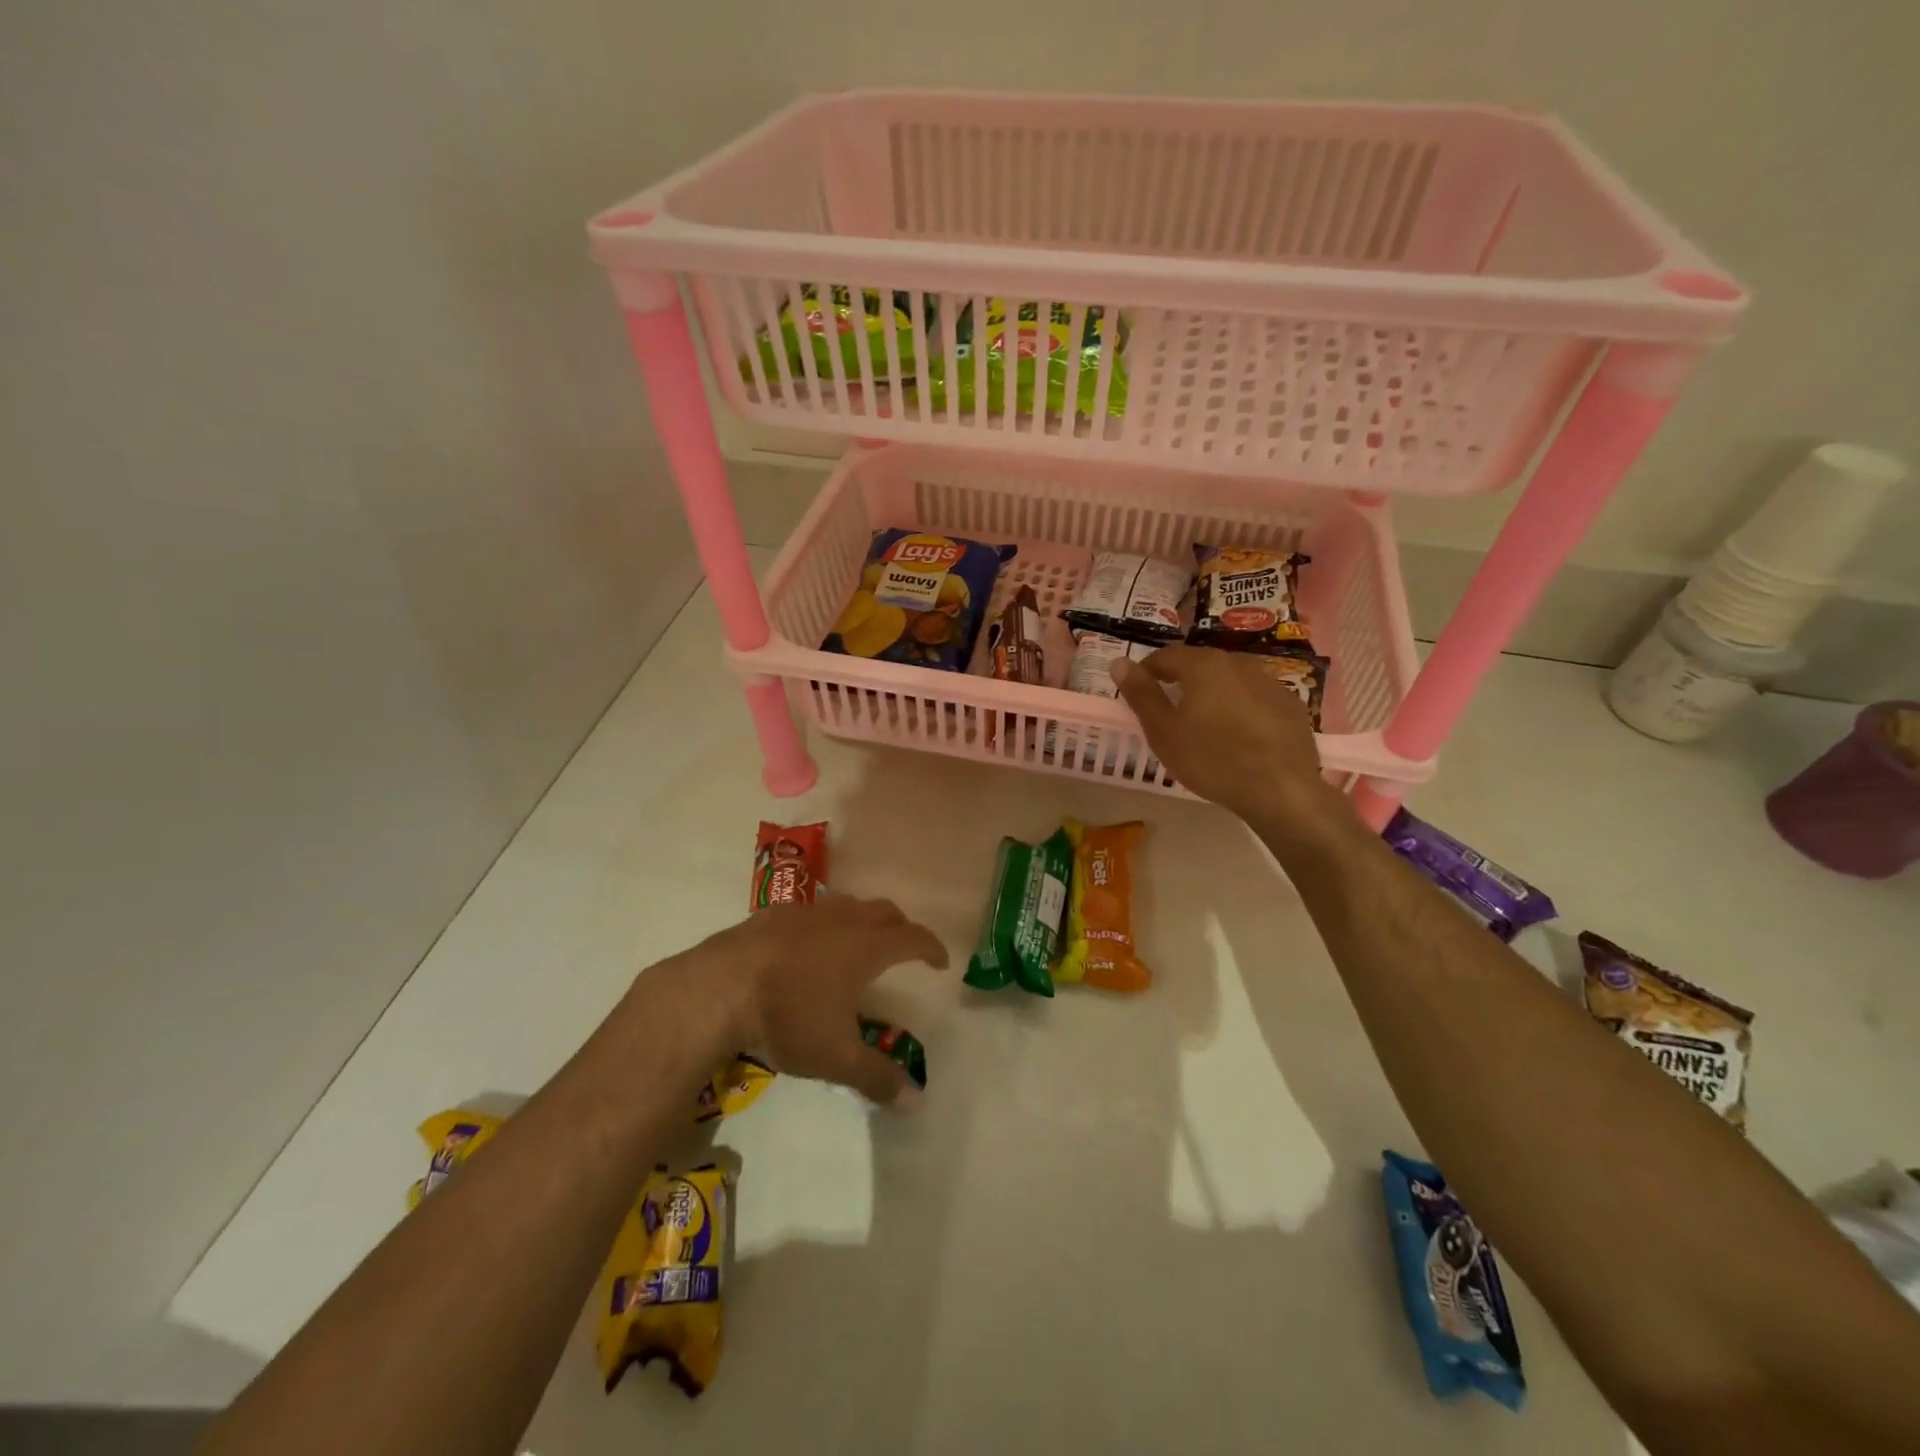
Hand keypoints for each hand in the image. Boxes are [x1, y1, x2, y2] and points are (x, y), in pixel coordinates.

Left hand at [685, 896, 947, 1106]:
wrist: (717, 989)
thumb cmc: (787, 1018)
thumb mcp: (835, 1057)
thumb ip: (877, 1077)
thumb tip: (917, 1102)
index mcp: (865, 948)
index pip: (912, 937)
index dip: (931, 947)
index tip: (939, 961)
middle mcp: (840, 921)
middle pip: (883, 912)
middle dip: (900, 927)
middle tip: (903, 947)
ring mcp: (804, 913)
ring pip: (846, 905)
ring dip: (862, 919)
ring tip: (858, 940)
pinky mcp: (771, 914)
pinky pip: (809, 910)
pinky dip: (821, 922)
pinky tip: (805, 943)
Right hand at [1109, 644, 1338, 831]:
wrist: (1280, 789)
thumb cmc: (1211, 759)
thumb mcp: (1164, 732)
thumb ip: (1141, 694)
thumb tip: (1118, 662)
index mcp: (1203, 666)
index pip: (1166, 655)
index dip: (1147, 670)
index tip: (1138, 691)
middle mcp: (1238, 662)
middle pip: (1200, 663)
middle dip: (1181, 680)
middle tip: (1169, 709)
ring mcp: (1269, 681)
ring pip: (1230, 678)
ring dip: (1213, 692)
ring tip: (1204, 722)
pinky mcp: (1290, 703)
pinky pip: (1255, 696)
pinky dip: (1240, 706)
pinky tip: (1238, 734)